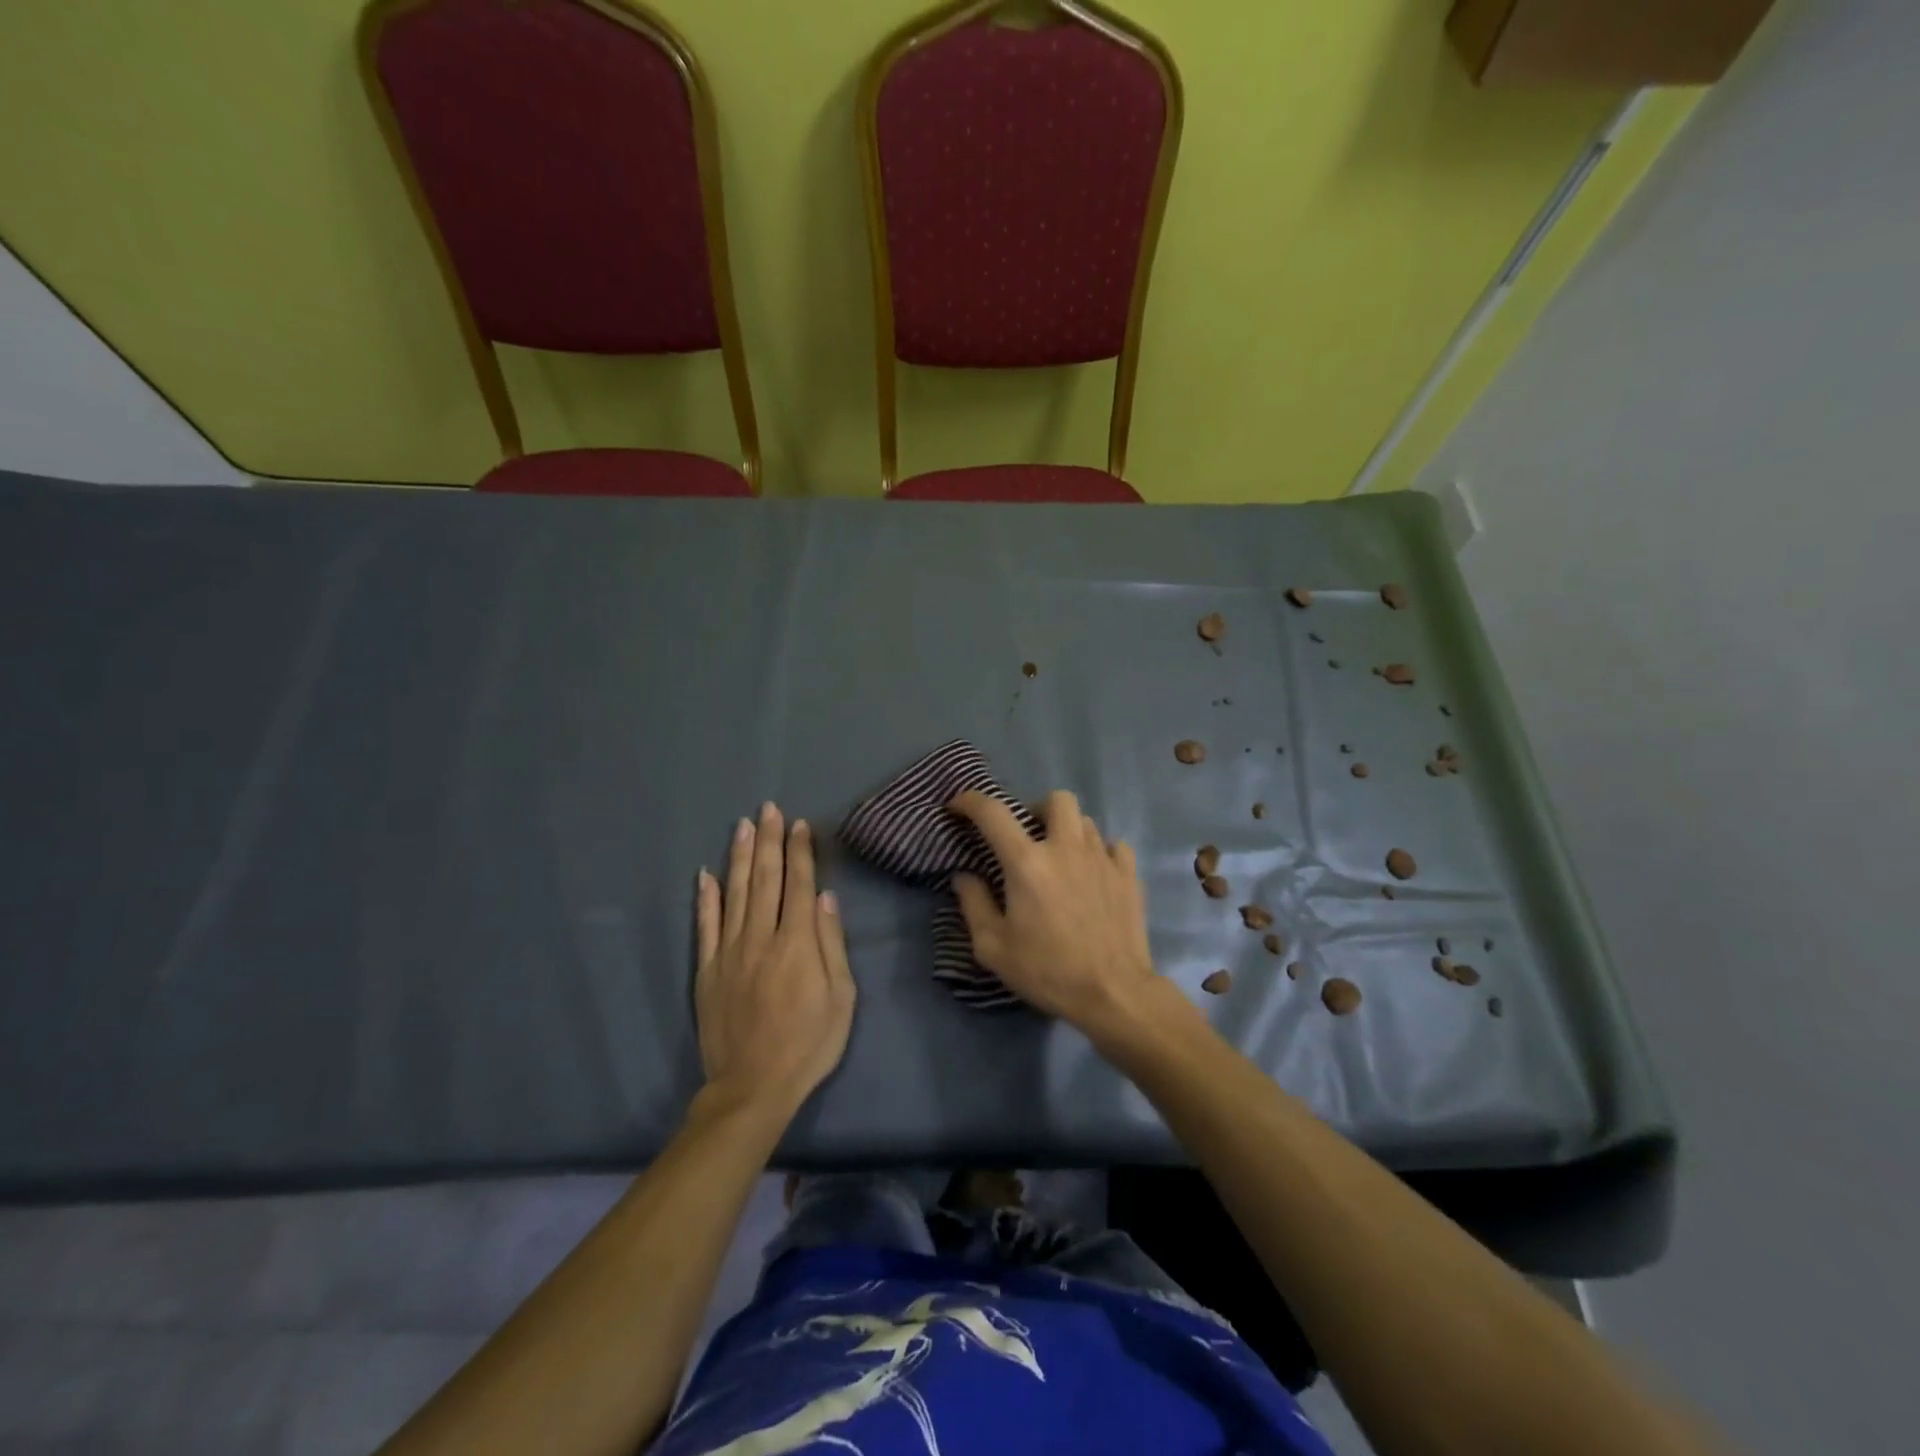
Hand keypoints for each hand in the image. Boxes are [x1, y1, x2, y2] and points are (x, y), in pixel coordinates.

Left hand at [696, 802, 855, 1122]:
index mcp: (797, 943)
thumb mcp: (841, 998)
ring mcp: (730, 952)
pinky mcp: (707, 970)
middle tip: (769, 808)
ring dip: (739, 856)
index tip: (799, 824)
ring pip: (734, 893)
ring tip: (743, 825)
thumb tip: (826, 898)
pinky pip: (705, 926)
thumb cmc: (809, 1044)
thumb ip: (832, 944)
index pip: (799, 884)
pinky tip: (705, 874)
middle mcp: (762, 937)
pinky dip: (705, 898)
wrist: (752, 1087)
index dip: (800, 851)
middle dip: (768, 840)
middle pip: (765, 879)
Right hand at [948, 790, 1157, 1031]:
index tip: (957, 806)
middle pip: (1056, 799)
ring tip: (1061, 859)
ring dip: (1068, 832)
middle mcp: (1066, 848)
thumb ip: (973, 904)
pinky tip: (1094, 874)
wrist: (1113, 994)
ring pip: (1085, 821)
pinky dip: (1101, 852)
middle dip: (1037, 808)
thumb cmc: (1047, 971)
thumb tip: (964, 876)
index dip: (970, 801)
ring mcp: (1102, 858)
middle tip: (1028, 836)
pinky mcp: (1128, 875)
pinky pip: (1114, 846)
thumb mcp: (993, 947)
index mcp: (1027, 862)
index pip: (993, 813)